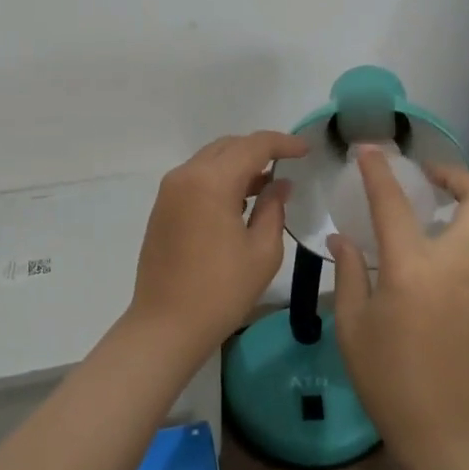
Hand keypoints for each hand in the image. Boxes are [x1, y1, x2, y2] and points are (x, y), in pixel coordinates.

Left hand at [130, 130, 307, 356]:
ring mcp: (169, 191)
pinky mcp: (163, 208)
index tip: (305, 150)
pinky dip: (220, 178)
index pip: (253, 146)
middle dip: (259, 150)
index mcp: (211, 181)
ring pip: (210, 160)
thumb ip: (273, 208)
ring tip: (268, 183)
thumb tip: (279, 184)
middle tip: (288, 164)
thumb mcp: (262, 251)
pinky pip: (196, 178)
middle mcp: (186, 176)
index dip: (282, 143)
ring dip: (239, 164)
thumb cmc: (221, 291)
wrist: (166, 326)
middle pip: (228, 146)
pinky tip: (240, 200)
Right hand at [331, 151, 468, 469]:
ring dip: (442, 224)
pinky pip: (458, 267)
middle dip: (458, 176)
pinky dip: (438, 259)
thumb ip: (350, 275)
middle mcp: (452, 266)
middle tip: (427, 175)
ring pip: (467, 236)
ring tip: (399, 240)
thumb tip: (344, 240)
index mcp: (413, 268)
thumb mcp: (352, 327)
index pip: (393, 202)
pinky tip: (409, 286)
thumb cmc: (389, 381)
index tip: (368, 150)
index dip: (379, 170)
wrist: (451, 435)